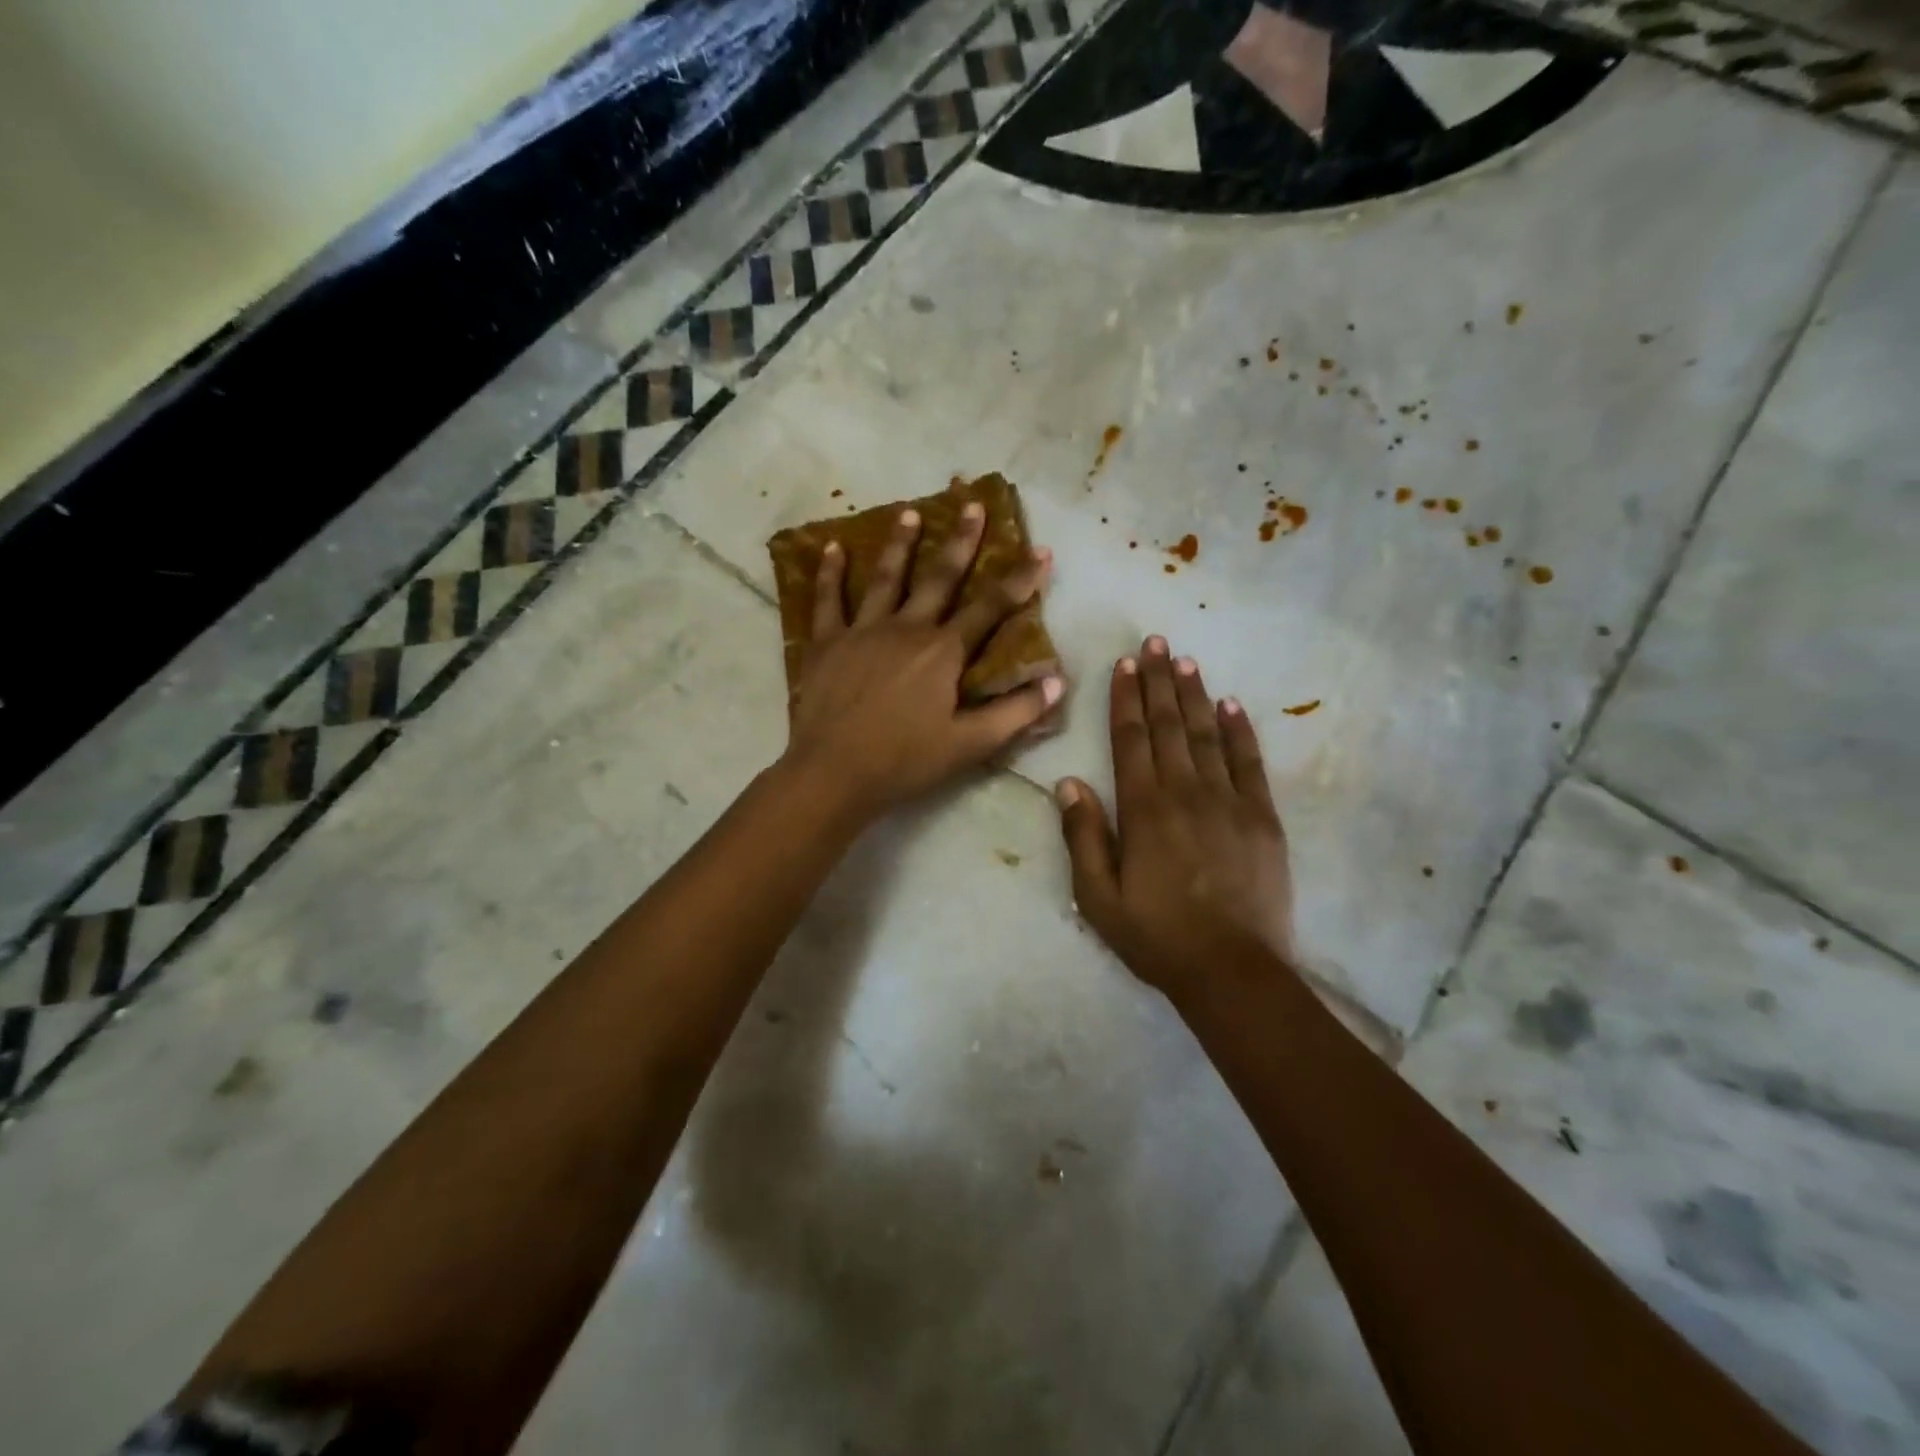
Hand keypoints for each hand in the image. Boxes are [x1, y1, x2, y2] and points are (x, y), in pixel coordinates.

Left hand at [783, 503, 1062, 822]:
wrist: (833, 773)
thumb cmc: (904, 761)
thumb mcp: (969, 745)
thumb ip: (1015, 713)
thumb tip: (1057, 683)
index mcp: (943, 652)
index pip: (990, 608)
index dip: (1019, 580)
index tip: (1040, 551)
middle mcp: (906, 628)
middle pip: (939, 577)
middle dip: (961, 541)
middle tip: (971, 504)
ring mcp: (862, 630)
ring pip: (885, 578)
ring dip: (900, 544)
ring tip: (910, 513)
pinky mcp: (826, 643)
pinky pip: (828, 600)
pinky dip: (829, 573)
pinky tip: (832, 547)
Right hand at [1056, 637, 1294, 1001]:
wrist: (1231, 970)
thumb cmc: (1156, 935)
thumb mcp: (1098, 896)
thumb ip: (1082, 835)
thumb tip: (1069, 781)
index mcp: (1143, 809)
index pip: (1131, 739)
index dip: (1125, 698)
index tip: (1123, 663)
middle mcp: (1185, 792)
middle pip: (1169, 725)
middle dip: (1158, 681)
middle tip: (1154, 642)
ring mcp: (1228, 801)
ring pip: (1207, 735)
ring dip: (1194, 695)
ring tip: (1184, 661)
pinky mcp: (1262, 818)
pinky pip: (1250, 763)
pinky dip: (1240, 731)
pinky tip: (1232, 706)